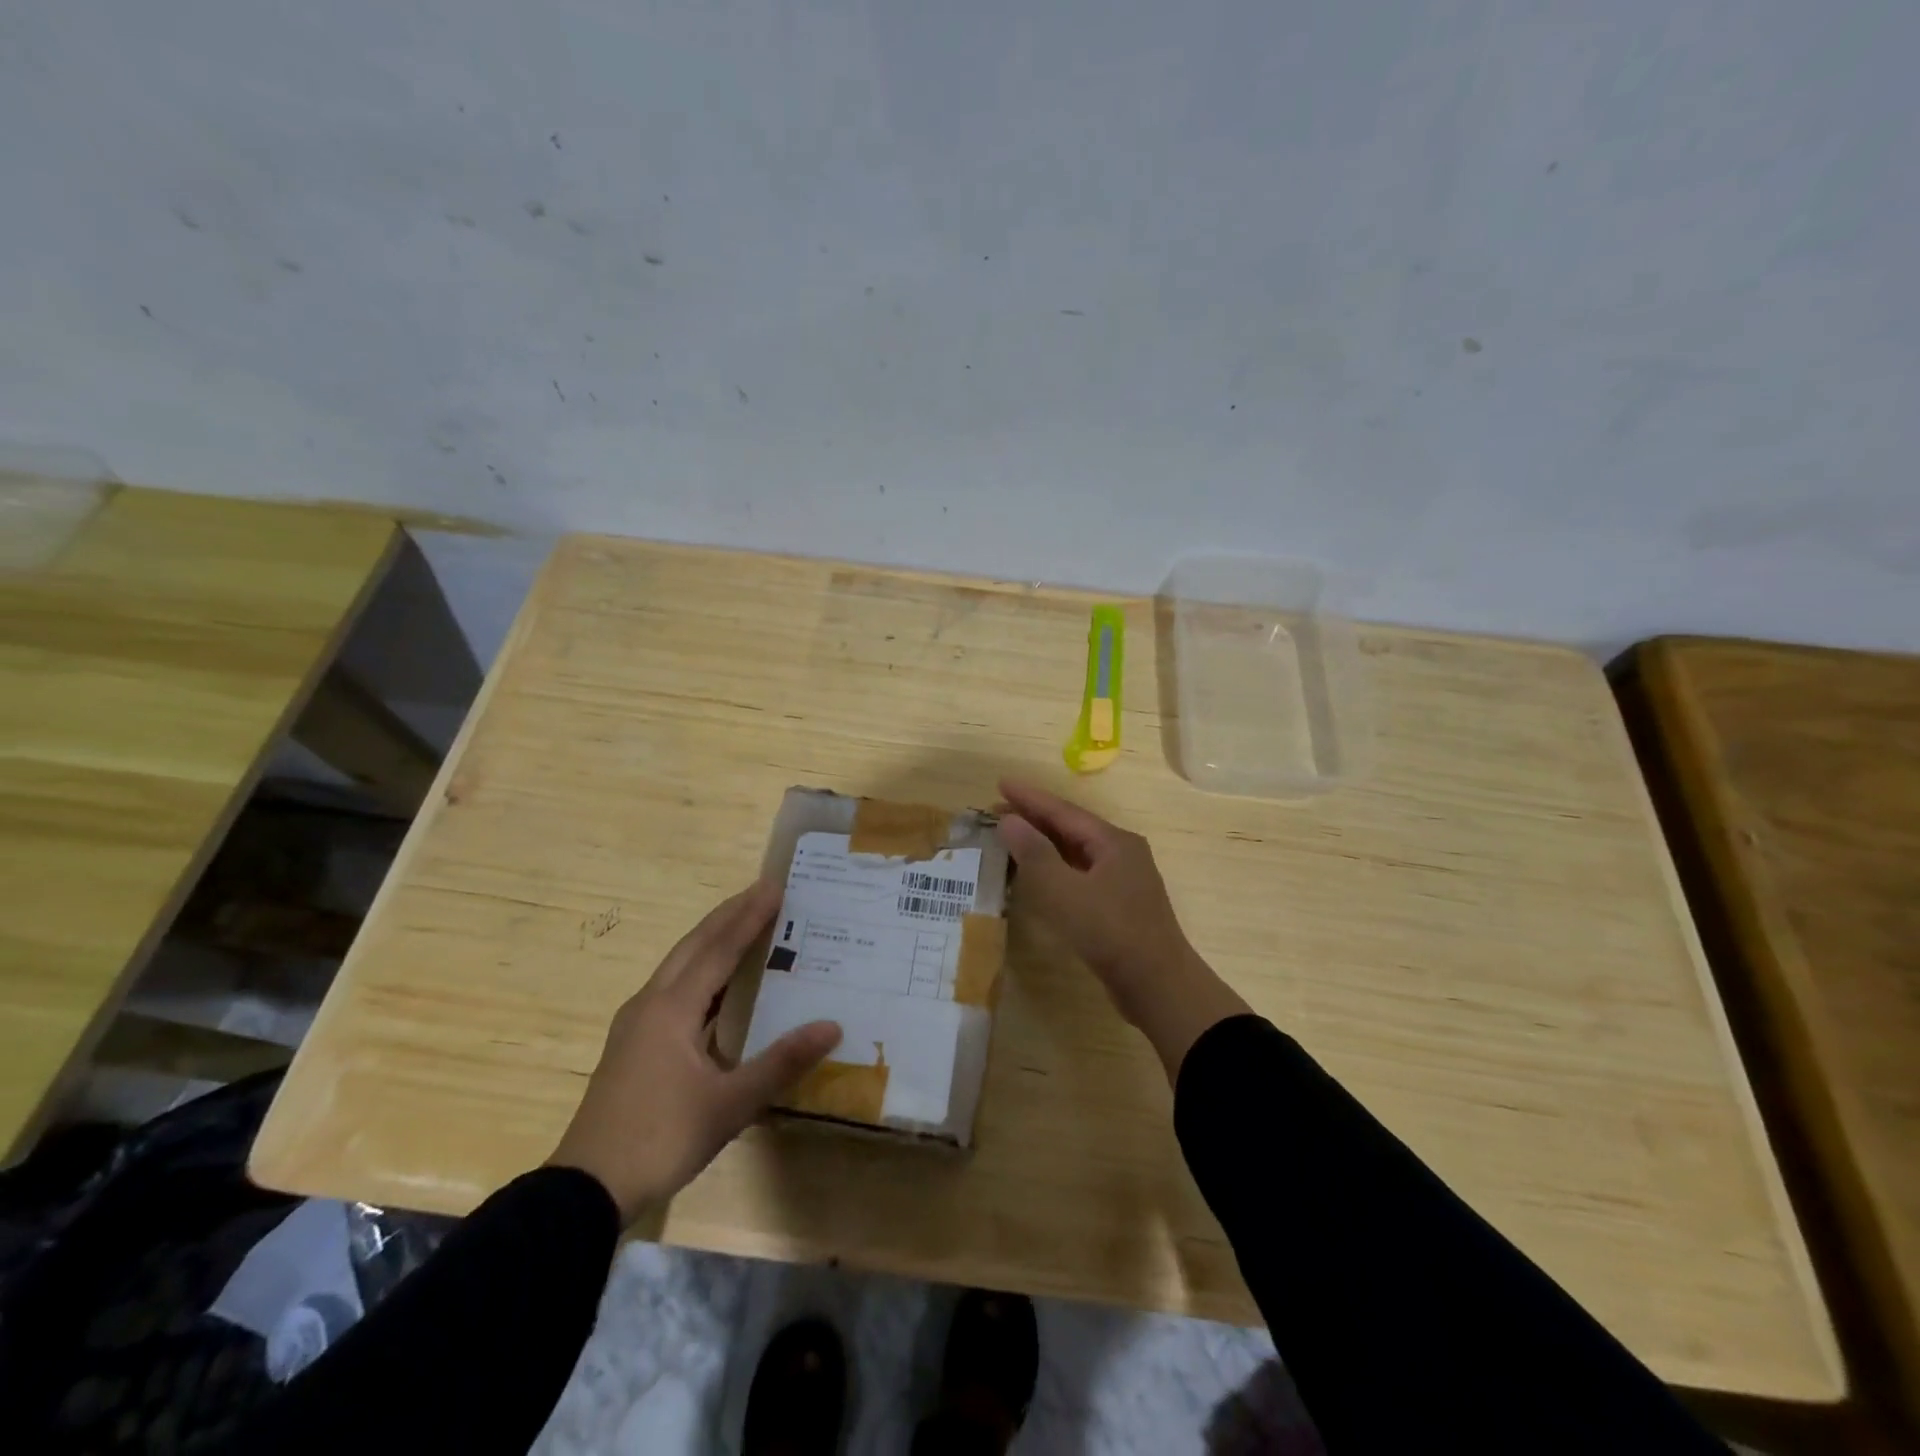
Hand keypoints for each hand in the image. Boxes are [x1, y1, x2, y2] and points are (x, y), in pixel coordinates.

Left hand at [549, 881, 840, 1223]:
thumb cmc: (660, 1139)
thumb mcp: (728, 1105)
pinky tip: (715, 985)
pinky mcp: (632, 1044)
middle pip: (694, 945)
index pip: (719, 949)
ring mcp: (636, 1024)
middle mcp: (651, 1003)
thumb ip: (781, 1063)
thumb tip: (832, 1026)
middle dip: (728, 915)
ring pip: (679, 965)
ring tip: (743, 923)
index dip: (749, 916)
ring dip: (712, 940)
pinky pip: (673, 988)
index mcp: (672, 1009)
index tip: (774, 886)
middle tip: (762, 890)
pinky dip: (700, 970)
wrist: (584, 1190)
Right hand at [997, 780, 1250, 1077]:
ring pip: (1075, 852)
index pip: (1064, 811)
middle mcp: (1121, 854)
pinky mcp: (1118, 907)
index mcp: (1113, 842)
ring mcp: (1122, 881)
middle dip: (1034, 818)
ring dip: (1043, 843)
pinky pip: (1079, 874)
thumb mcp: (1066, 892)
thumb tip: (1009, 820)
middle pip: (1071, 828)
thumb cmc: (1111, 933)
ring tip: (1010, 837)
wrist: (1158, 986)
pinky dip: (1054, 868)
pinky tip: (1037, 876)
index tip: (1000, 782)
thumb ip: (1035, 854)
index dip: (1030, 797)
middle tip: (997, 809)